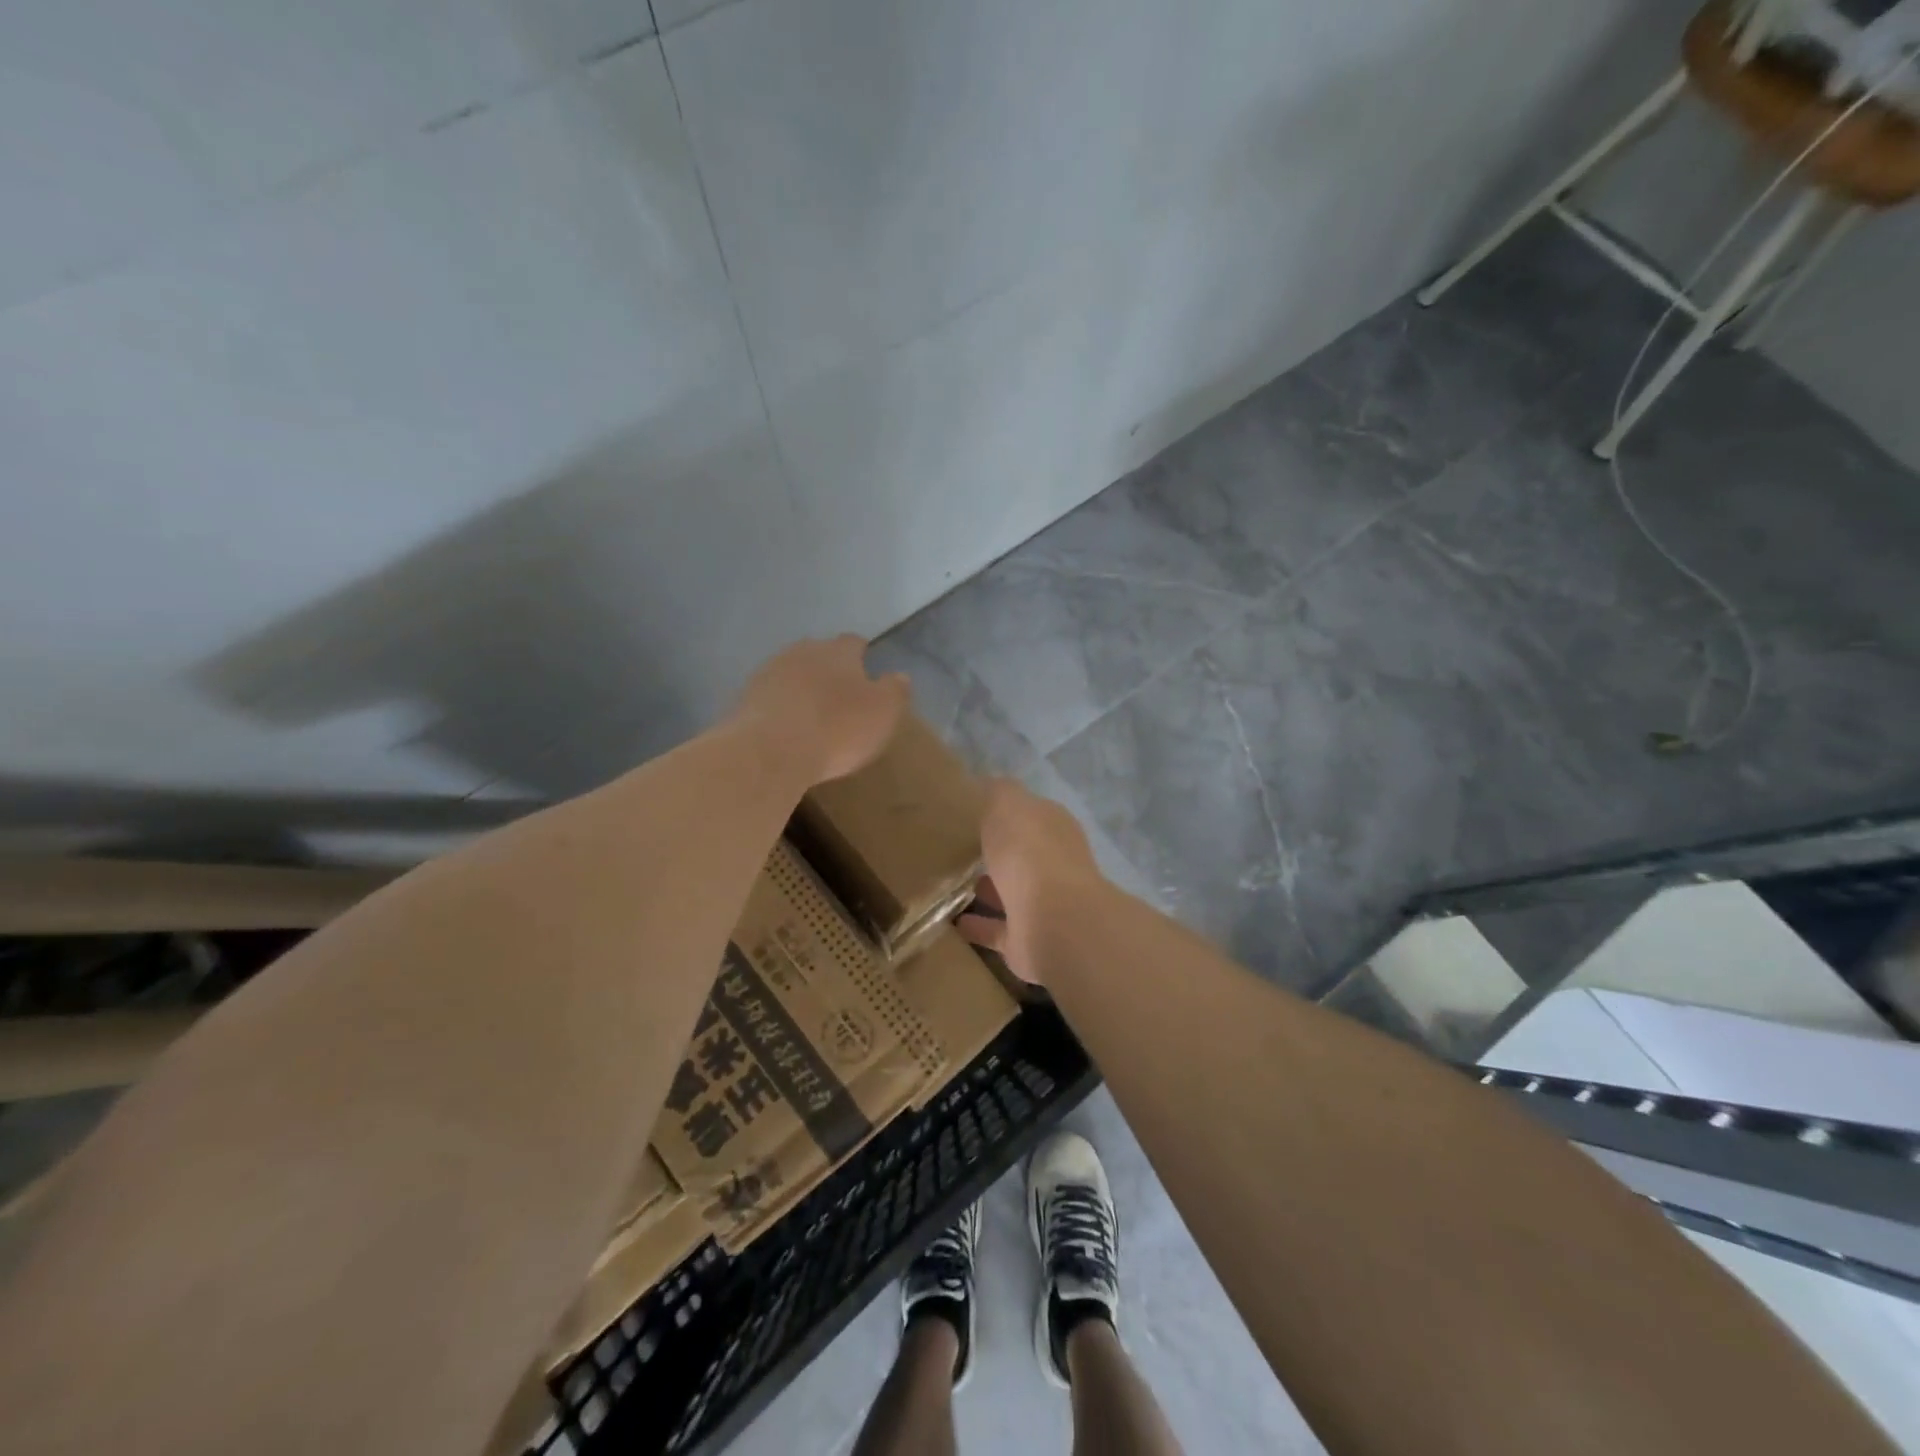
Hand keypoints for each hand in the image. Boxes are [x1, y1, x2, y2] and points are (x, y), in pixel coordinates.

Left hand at [731, 636, 909, 786]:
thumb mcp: (883, 713)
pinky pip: (770, 697)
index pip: (853, 642)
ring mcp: (769, 673)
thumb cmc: (837, 729)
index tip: (866, 668)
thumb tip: (899, 676)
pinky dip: (780, 707)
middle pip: (818, 653)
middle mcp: (802, 652)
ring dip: (801, 687)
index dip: (861, 654)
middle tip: (839, 693)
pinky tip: (786, 727)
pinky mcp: (745, 698)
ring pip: (791, 673)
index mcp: (838, 651)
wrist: (770, 751)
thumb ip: (895, 691)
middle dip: (829, 668)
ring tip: (811, 712)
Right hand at [956, 779, 1103, 985]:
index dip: (1004, 812)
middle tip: (955, 848)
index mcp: (1053, 829)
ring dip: (986, 890)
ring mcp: (1043, 906)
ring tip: (947, 884)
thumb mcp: (1008, 805)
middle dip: (996, 853)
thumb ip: (998, 792)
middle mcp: (1053, 865)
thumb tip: (988, 783)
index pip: (1028, 815)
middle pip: (1020, 855)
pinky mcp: (1028, 941)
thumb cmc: (1030, 853)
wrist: (1055, 921)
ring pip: (1010, 893)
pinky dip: (978, 925)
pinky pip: (997, 930)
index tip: (972, 813)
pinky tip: (950, 921)